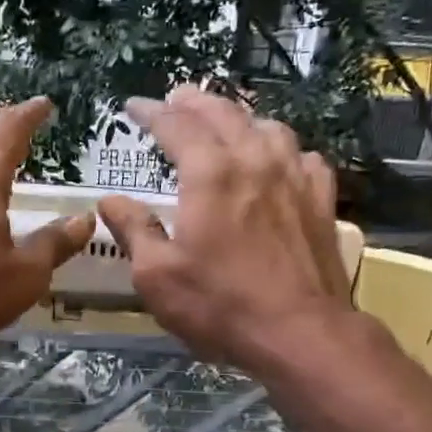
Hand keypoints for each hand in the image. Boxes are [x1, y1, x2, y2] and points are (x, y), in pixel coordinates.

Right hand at [97, 85, 349, 367]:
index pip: (176, 126)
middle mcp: (254, 160)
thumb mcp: (157, 276)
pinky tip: (279, 159)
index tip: (133, 106)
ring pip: (267, 126)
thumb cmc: (220, 305)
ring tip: (225, 120)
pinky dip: (282, 148)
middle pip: (224, 113)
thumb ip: (134, 231)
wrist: (300, 332)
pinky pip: (303, 156)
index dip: (152, 112)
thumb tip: (110, 201)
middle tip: (177, 98)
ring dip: (240, 116)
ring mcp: (294, 177)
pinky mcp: (321, 201)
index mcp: (210, 173)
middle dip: (195, 102)